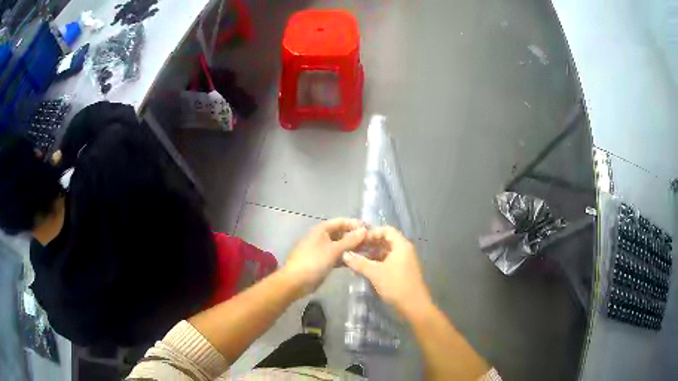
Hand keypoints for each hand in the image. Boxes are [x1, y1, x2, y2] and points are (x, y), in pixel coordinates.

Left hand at [284, 218, 366, 295]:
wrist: (296, 281)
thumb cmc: (314, 262)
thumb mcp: (334, 250)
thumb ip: (350, 240)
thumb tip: (364, 230)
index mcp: (322, 229)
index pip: (342, 222)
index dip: (355, 224)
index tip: (371, 229)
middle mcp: (322, 237)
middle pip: (342, 233)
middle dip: (356, 237)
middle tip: (372, 242)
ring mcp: (323, 249)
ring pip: (341, 246)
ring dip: (353, 248)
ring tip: (369, 252)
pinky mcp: (324, 261)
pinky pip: (338, 256)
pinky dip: (347, 257)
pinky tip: (358, 261)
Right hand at [343, 226, 431, 317]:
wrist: (414, 306)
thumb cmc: (396, 285)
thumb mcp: (375, 273)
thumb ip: (359, 262)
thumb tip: (344, 254)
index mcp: (401, 246)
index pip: (387, 230)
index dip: (372, 233)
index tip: (358, 240)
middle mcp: (405, 250)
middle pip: (386, 241)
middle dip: (370, 244)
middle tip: (355, 250)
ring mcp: (405, 262)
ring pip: (387, 253)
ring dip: (373, 255)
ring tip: (357, 260)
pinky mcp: (403, 272)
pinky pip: (389, 262)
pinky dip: (378, 263)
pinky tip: (367, 270)